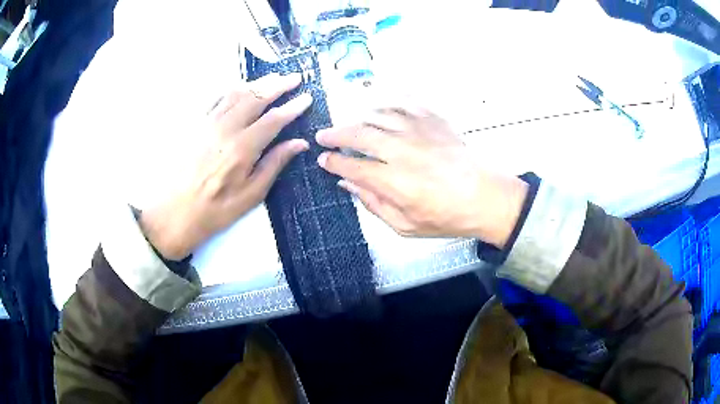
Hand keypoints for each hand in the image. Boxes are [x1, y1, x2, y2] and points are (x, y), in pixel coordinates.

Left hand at [140, 73, 312, 259]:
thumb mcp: (251, 195)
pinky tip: (241, 88)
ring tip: (273, 78)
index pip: (274, 119)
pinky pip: (216, 98)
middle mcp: (225, 128)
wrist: (175, 213)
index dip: (293, 106)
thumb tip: (299, 143)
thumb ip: (274, 164)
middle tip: (295, 78)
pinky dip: (233, 89)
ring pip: (236, 93)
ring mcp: (207, 123)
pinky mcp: (195, 125)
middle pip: (256, 97)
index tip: (307, 97)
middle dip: (278, 85)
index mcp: (242, 148)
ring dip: (257, 83)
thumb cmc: (216, 210)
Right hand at [315, 106, 527, 247]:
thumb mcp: (406, 226)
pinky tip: (381, 107)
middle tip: (324, 135)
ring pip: (378, 115)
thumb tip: (348, 184)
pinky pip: (405, 103)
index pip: (351, 165)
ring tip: (350, 123)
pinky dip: (388, 103)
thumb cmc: (447, 217)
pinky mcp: (434, 120)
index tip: (323, 160)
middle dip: (336, 134)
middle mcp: (401, 150)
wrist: (486, 198)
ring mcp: (418, 131)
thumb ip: (374, 204)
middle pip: (358, 134)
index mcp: (393, 181)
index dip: (333, 162)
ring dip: (358, 118)